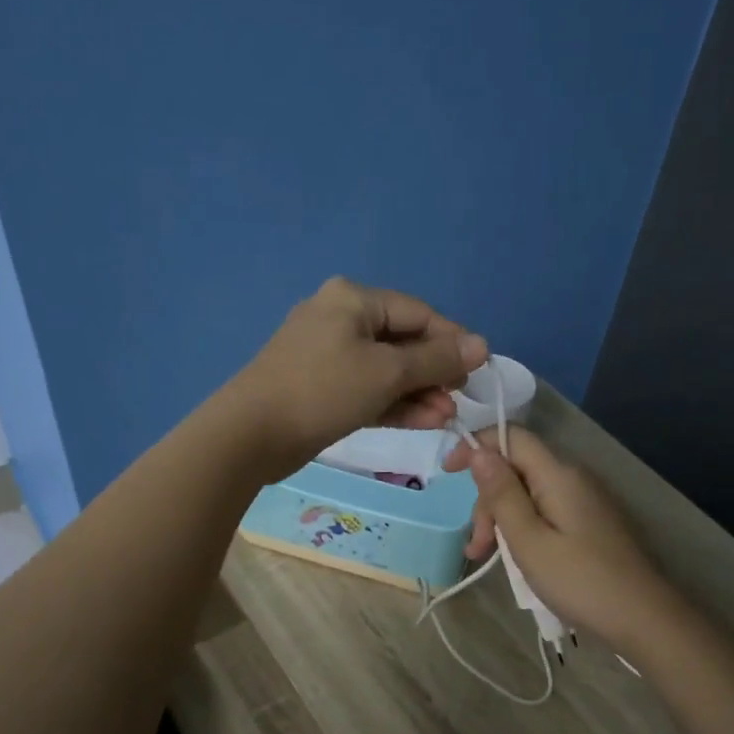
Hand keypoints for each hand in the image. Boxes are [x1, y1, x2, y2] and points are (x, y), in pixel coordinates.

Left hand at [223, 277, 488, 479]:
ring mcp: (328, 355)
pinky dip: (394, 404)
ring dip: (418, 393)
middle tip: (459, 401)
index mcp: (353, 299)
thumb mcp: (387, 372)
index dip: (452, 341)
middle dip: (434, 374)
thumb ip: (436, 360)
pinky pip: (367, 389)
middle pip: (402, 342)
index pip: (418, 313)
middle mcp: (340, 318)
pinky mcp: (322, 388)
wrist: (252, 434)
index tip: (478, 371)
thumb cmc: (323, 390)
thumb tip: (482, 345)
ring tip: (446, 418)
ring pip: (386, 370)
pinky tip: (424, 422)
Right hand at [444, 426, 683, 652]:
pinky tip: (515, 557)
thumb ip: (501, 494)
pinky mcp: (589, 522)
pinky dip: (522, 528)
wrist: (643, 618)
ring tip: (485, 558)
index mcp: (558, 475)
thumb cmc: (579, 580)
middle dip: (487, 500)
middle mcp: (572, 478)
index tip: (446, 472)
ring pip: (528, 494)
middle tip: (476, 546)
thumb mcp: (528, 540)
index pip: (512, 436)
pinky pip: (545, 511)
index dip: (476, 445)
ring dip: (501, 519)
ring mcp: (584, 501)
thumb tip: (479, 451)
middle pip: (516, 469)